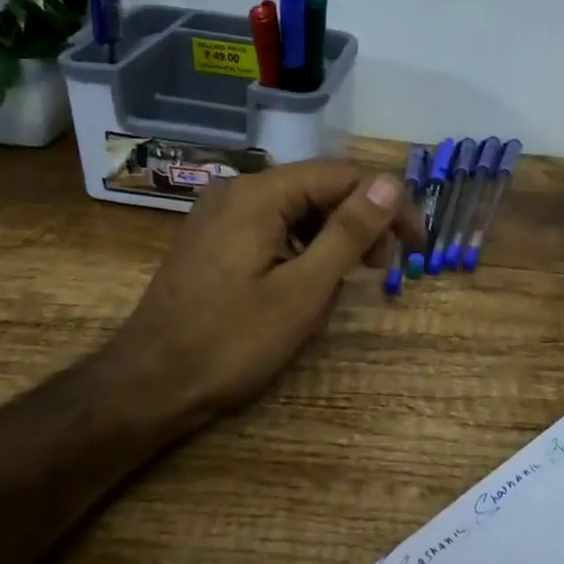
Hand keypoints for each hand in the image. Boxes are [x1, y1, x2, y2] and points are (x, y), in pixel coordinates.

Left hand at [96, 160, 420, 431]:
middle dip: (360, 223)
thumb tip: (391, 183)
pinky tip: (308, 284)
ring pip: (298, 210)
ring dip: (333, 239)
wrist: (147, 386)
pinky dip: (303, 249)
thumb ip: (349, 232)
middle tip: (382, 270)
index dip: (388, 205)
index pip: (343, 176)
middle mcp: (238, 190)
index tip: (416, 246)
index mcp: (259, 194)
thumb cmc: (231, 342)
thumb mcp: (303, 290)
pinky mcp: (214, 239)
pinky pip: (273, 228)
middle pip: (320, 189)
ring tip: (348, 283)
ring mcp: (221, 214)